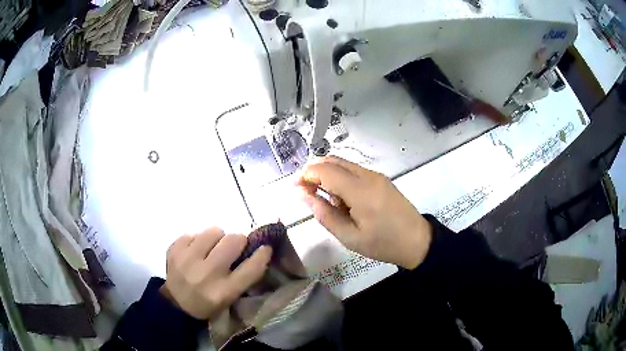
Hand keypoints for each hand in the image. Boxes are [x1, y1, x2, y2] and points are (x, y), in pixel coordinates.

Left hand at [160, 228, 271, 319]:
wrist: (176, 305)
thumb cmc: (208, 303)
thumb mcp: (230, 297)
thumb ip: (244, 276)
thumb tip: (256, 249)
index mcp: (225, 291)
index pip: (251, 268)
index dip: (262, 254)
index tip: (265, 247)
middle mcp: (207, 274)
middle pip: (233, 241)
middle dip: (238, 240)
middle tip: (233, 246)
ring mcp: (188, 260)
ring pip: (214, 231)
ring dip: (217, 238)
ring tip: (211, 248)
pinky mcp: (174, 250)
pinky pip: (194, 233)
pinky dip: (197, 241)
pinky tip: (194, 252)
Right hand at [296, 156, 431, 269]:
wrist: (417, 241)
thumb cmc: (382, 243)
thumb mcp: (349, 236)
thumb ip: (324, 213)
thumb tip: (302, 195)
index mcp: (360, 190)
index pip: (325, 170)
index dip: (306, 175)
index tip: (295, 189)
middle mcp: (368, 175)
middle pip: (333, 161)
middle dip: (315, 172)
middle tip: (307, 194)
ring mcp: (376, 175)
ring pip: (343, 164)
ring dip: (328, 176)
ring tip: (328, 202)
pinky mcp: (381, 179)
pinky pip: (354, 171)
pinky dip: (341, 179)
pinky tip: (344, 200)